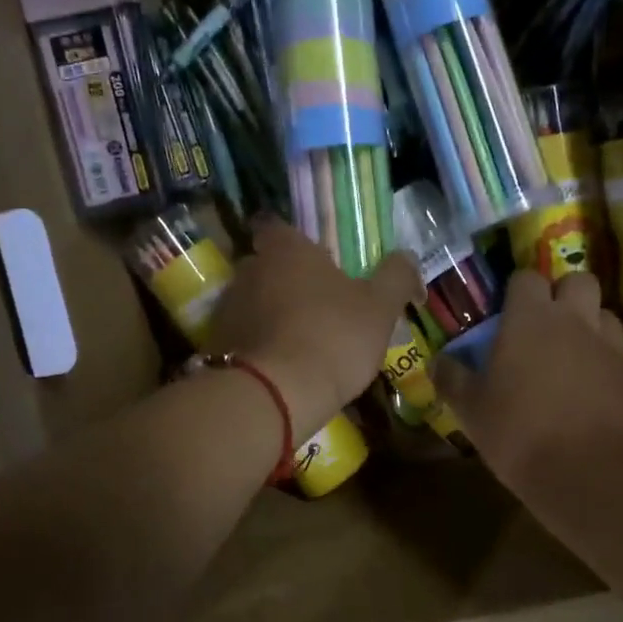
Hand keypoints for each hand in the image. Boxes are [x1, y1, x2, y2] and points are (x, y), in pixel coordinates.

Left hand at [208, 216, 420, 441]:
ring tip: (300, 341)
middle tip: (316, 303)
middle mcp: (249, 269)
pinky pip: (241, 336)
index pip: (276, 226)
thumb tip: (407, 257)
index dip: (294, 240)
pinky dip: (258, 345)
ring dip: (271, 314)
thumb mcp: (379, 308)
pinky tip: (279, 367)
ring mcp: (227, 308)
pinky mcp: (215, 345)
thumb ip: (396, 276)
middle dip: (286, 280)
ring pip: (252, 302)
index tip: (314, 259)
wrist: (273, 395)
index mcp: (286, 250)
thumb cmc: (332, 337)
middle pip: (265, 265)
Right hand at [433, 271, 622, 500]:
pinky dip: (606, 360)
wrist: (588, 473)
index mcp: (530, 318)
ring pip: (604, 313)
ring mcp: (609, 346)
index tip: (506, 312)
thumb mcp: (471, 409)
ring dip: (589, 323)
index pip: (526, 278)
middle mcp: (574, 320)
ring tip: (571, 353)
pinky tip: (591, 386)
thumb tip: (437, 361)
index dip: (516, 290)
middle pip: (578, 280)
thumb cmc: (519, 432)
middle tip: (545, 323)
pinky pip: (619, 352)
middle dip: (563, 293)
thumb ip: (452, 378)